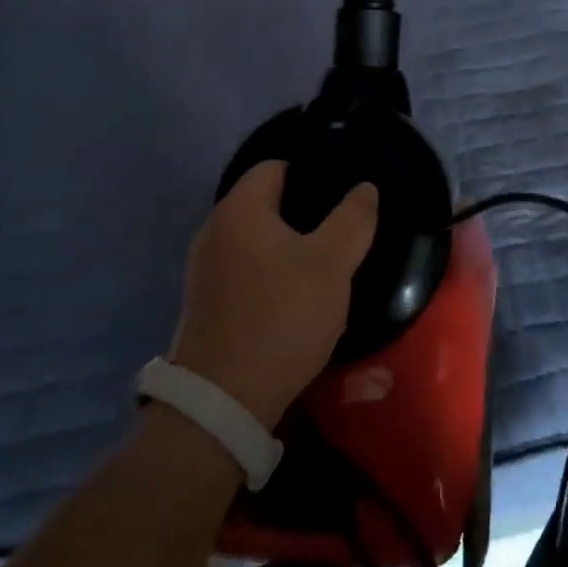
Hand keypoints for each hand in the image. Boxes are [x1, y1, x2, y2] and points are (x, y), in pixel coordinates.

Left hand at [169, 161, 377, 429]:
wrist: (224, 400)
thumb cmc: (282, 316)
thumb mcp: (331, 264)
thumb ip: (353, 219)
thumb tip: (364, 187)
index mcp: (239, 208)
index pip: (276, 165)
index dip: (313, 172)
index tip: (343, 194)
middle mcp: (213, 229)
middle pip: (265, 202)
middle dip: (304, 212)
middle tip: (341, 231)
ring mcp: (202, 268)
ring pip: (255, 239)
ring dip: (287, 245)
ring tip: (323, 265)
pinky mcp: (204, 303)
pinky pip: (243, 269)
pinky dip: (268, 272)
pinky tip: (294, 297)